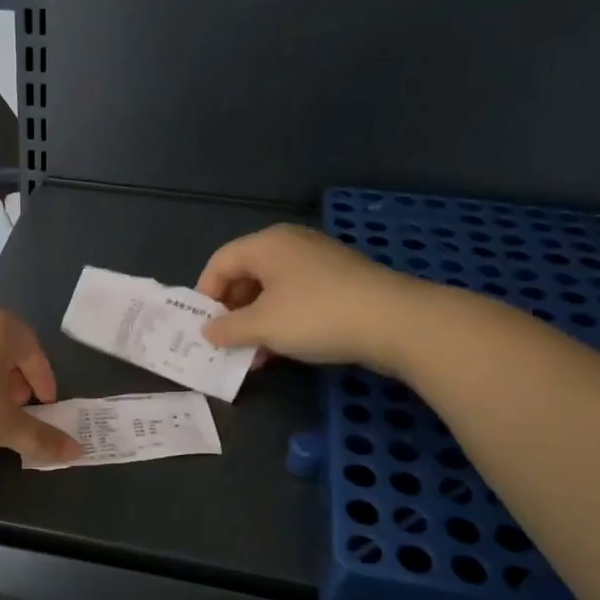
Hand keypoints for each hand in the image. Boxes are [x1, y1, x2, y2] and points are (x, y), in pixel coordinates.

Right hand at [195, 224, 423, 373]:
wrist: (396, 322)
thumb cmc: (316, 316)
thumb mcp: (263, 326)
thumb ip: (227, 328)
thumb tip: (207, 330)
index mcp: (266, 244)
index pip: (219, 263)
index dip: (205, 295)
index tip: (203, 327)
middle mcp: (290, 245)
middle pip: (245, 275)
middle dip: (231, 311)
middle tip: (226, 342)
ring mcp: (317, 261)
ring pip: (271, 290)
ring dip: (255, 322)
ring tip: (253, 355)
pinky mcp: (339, 281)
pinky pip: (295, 297)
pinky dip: (281, 320)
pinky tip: (281, 349)